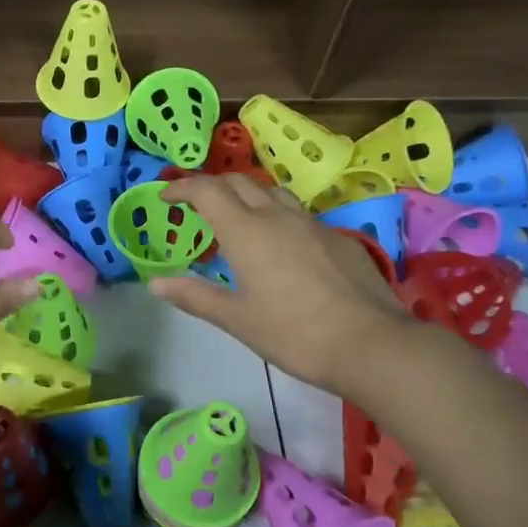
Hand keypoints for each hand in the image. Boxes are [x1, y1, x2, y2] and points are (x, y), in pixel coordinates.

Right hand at [149, 174, 415, 397]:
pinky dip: (277, 216)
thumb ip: (195, 296)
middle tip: (196, 205)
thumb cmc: (294, 333)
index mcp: (246, 231)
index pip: (207, 191)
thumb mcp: (237, 319)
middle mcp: (278, 216)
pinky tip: (281, 247)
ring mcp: (313, 224)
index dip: (182, 188)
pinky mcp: (338, 238)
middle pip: (239, 182)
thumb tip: (155, 282)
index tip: (166, 197)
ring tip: (237, 219)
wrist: (371, 344)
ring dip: (247, 195)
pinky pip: (299, 214)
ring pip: (273, 192)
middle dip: (212, 186)